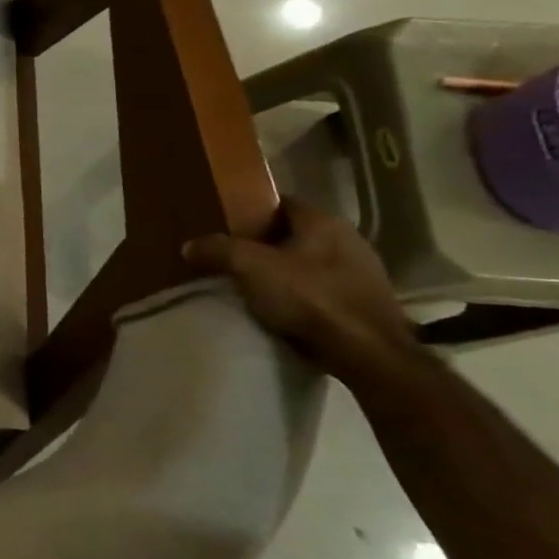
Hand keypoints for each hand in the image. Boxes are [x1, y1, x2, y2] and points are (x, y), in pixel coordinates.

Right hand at [185, 196, 438, 398]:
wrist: (369, 355)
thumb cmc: (310, 298)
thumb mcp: (249, 267)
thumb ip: (216, 249)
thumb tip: (189, 246)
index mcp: (324, 221)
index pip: (281, 203)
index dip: (251, 211)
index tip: (225, 225)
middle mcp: (349, 239)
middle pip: (295, 234)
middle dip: (265, 243)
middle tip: (234, 256)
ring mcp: (364, 272)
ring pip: (311, 262)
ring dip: (286, 271)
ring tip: (255, 285)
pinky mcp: (368, 303)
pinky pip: (325, 288)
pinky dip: (304, 294)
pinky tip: (285, 309)